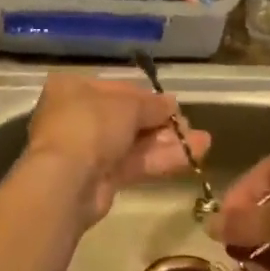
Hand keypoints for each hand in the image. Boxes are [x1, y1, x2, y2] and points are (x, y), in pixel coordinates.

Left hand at [20, 72, 211, 227]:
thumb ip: (152, 105)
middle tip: (189, 125)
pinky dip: (160, 159)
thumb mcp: (127, 106)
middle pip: (126, 117)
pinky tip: (193, 156)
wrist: (66, 181)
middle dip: (161, 122)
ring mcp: (87, 150)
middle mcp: (77, 116)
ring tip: (203, 142)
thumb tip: (171, 105)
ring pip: (133, 142)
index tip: (173, 104)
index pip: (117, 89)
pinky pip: (133, 163)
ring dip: (167, 142)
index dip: (147, 97)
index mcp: (73, 89)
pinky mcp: (98, 178)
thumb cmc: (91, 126)